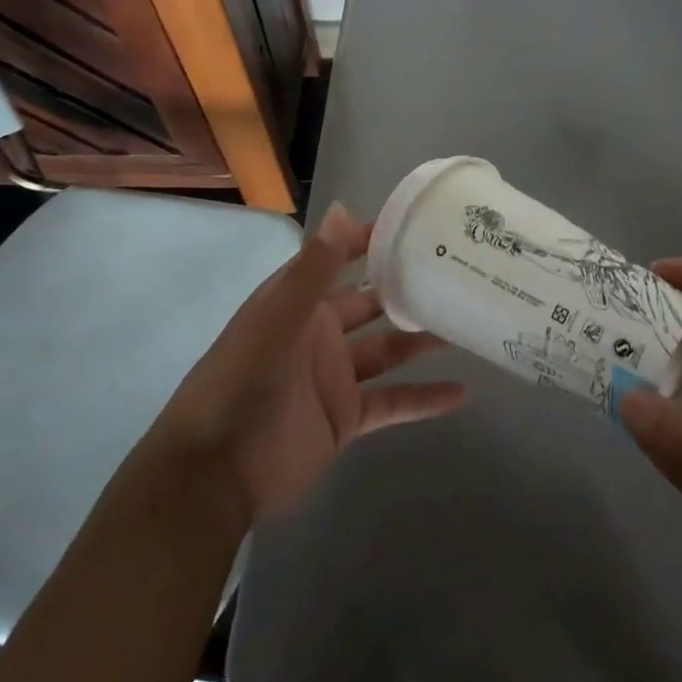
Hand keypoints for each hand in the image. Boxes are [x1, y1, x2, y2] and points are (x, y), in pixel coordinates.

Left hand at [156, 204, 466, 528]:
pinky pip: (393, 402)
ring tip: (467, 322)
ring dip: (422, 338)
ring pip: (387, 348)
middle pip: (371, 301)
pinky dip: (425, 399)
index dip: (371, 239)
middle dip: (406, 287)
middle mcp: (319, 331)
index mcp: (298, 301)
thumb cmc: (242, 382)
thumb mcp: (277, 319)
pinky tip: (463, 393)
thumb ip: (313, 269)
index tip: (416, 224)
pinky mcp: (346, 417)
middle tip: (455, 271)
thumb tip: (342, 208)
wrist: (215, 473)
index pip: (339, 258)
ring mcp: (334, 375)